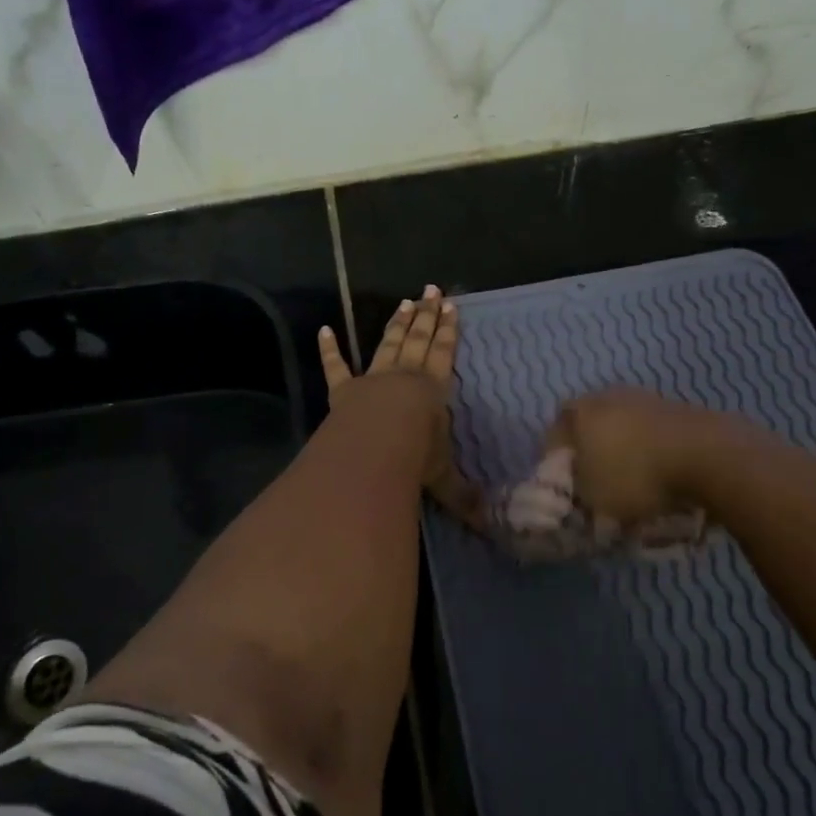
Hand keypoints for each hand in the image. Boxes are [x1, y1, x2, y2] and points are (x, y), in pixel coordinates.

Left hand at [318, 286, 482, 524]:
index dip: (448, 330)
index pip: (443, 353)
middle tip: (431, 292)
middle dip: (426, 315)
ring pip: (387, 344)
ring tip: (405, 302)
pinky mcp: (343, 391)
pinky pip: (335, 367)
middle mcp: (403, 377)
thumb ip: (464, 497)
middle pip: (417, 339)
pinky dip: (329, 349)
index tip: (452, 306)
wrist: (374, 451)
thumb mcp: (444, 479)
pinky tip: (324, 329)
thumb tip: (491, 524)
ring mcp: (372, 380)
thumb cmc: (415, 459)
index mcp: (432, 389)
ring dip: (396, 324)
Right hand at [544, 388, 736, 526]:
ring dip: (624, 451)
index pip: (555, 435)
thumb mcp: (593, 497)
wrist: (708, 456)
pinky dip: (652, 451)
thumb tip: (577, 487)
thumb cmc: (636, 475)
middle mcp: (608, 396)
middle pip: (589, 427)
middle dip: (591, 454)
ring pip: (623, 427)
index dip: (557, 463)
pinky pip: (652, 433)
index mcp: (580, 411)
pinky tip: (661, 474)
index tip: (567, 488)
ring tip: (634, 483)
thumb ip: (576, 491)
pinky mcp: (677, 408)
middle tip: (598, 484)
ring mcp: (645, 398)